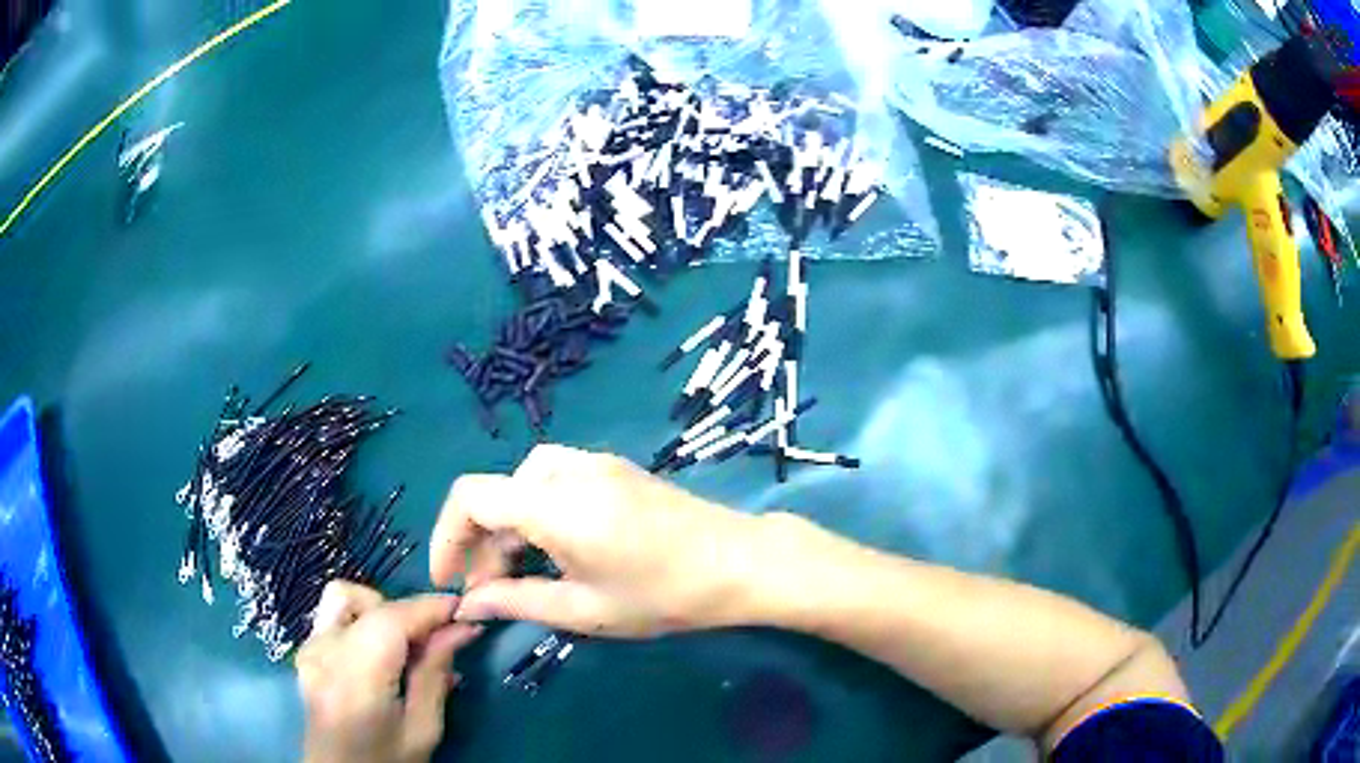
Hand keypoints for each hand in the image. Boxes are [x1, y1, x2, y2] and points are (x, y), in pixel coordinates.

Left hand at [296, 582, 481, 762]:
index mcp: (356, 673)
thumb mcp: (422, 729)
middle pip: (367, 601)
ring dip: (379, 610)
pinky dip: (362, 621)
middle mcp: (325, 649)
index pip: (392, 618)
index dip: (430, 607)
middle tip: (436, 640)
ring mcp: (309, 647)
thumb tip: (461, 630)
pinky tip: (381, 653)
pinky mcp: (306, 652)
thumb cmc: (387, 760)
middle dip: (406, 612)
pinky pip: (334, 617)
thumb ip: (435, 675)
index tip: (463, 609)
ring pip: (343, 597)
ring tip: (404, 645)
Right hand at [430, 444, 764, 636]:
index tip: (449, 579)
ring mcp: (595, 462)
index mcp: (554, 502)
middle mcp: (568, 468)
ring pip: (523, 484)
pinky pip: (554, 479)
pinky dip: (536, 511)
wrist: (740, 562)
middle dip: (482, 543)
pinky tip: (556, 548)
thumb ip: (516, 602)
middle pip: (497, 493)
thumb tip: (468, 604)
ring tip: (520, 572)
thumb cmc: (663, 594)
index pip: (471, 497)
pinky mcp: (614, 468)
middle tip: (490, 592)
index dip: (447, 536)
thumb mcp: (584, 610)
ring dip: (509, 526)